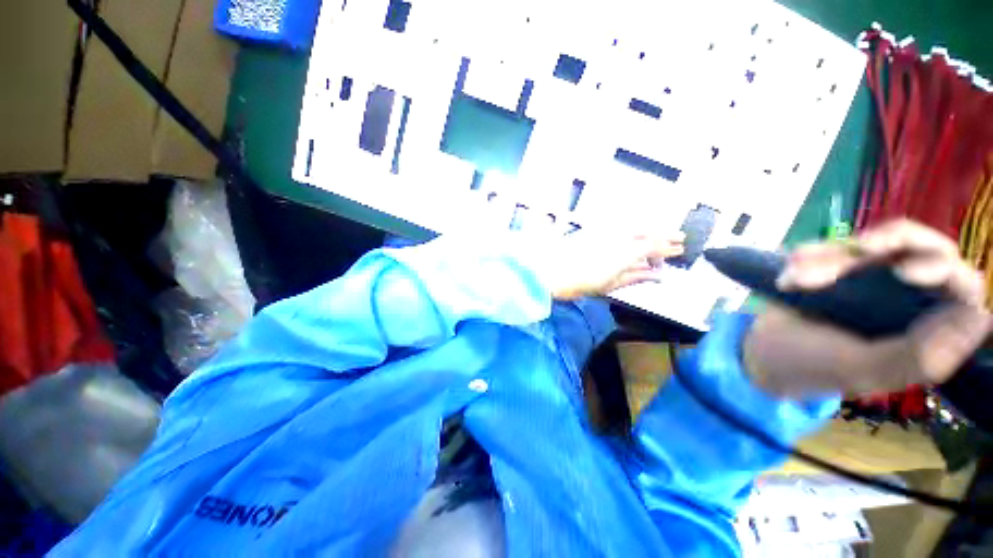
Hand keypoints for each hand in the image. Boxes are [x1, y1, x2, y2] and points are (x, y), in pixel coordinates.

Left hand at [537, 230, 683, 300]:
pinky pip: (619, 225)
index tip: (680, 250)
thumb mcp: (609, 285)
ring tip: (659, 236)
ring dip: (649, 230)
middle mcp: (618, 236)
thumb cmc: (578, 283)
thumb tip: (657, 275)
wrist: (548, 271)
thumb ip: (635, 277)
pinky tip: (634, 233)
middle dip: (663, 234)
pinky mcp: (593, 230)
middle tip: (678, 239)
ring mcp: (604, 231)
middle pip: (646, 232)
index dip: (668, 248)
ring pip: (634, 226)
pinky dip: (631, 229)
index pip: (654, 246)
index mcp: (624, 252)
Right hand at [743, 219, 991, 397]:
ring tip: (795, 282)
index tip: (904, 274)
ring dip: (832, 258)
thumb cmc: (812, 366)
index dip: (944, 270)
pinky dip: (810, 256)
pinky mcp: (843, 267)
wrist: (763, 351)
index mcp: (927, 329)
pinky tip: (789, 280)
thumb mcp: (861, 369)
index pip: (962, 287)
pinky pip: (836, 245)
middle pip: (928, 247)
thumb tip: (979, 316)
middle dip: (893, 243)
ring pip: (877, 242)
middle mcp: (911, 298)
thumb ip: (919, 356)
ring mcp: (877, 279)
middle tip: (859, 249)